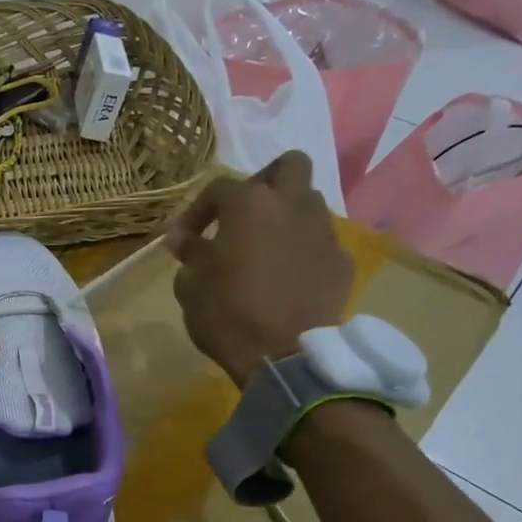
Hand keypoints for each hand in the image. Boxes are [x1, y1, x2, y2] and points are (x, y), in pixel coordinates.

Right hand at [165, 151, 353, 386]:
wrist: (284, 355)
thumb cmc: (228, 315)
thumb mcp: (191, 287)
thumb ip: (189, 254)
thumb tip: (181, 238)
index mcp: (249, 205)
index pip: (218, 189)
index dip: (197, 210)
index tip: (183, 239)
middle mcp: (292, 205)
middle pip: (288, 166)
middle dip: (265, 182)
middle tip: (244, 213)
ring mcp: (322, 231)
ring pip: (308, 202)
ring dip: (287, 215)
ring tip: (266, 247)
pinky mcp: (341, 261)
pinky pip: (320, 242)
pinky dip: (302, 251)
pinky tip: (288, 277)